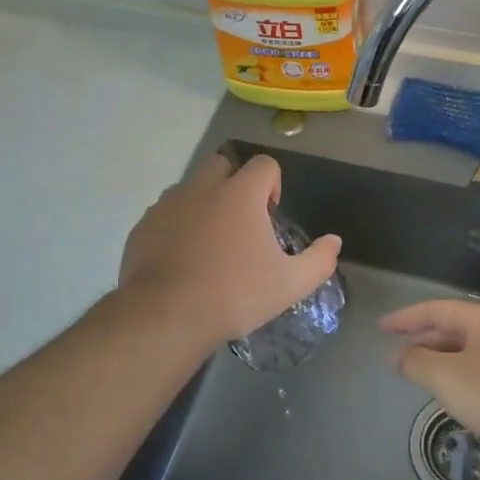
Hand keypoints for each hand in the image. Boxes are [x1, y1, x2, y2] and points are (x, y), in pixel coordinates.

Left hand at [119, 154, 341, 347]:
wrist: (166, 316)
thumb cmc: (235, 294)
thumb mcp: (290, 284)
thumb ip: (319, 260)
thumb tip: (334, 242)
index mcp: (241, 193)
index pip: (264, 164)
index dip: (272, 184)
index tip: (269, 216)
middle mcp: (203, 187)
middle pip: (223, 165)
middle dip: (235, 184)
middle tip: (241, 224)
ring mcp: (169, 204)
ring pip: (191, 187)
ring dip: (204, 203)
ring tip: (210, 244)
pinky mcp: (144, 224)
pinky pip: (166, 213)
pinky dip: (177, 225)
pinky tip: (182, 259)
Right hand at [381, 300, 479, 454]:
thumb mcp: (447, 378)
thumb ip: (417, 363)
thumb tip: (399, 356)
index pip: (434, 310)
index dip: (405, 319)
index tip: (381, 327)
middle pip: (453, 329)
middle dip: (423, 341)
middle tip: (398, 356)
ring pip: (469, 352)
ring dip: (442, 361)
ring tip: (422, 377)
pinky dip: (462, 378)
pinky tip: (458, 397)